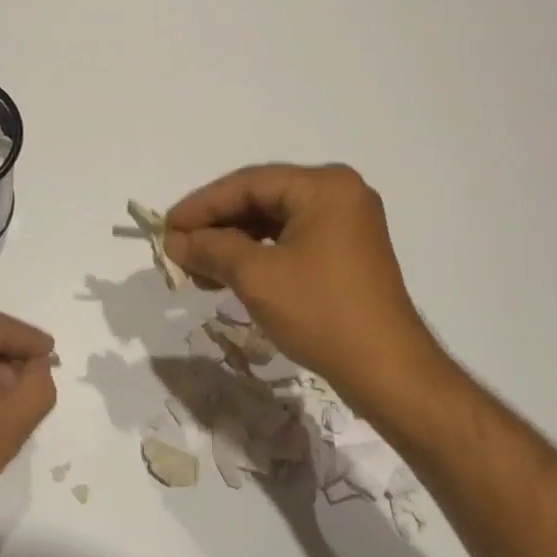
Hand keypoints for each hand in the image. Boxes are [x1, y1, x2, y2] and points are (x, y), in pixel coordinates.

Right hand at [164, 164, 455, 420]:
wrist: (389, 373)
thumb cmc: (322, 313)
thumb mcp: (257, 277)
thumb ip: (211, 249)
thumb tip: (174, 241)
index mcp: (323, 186)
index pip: (248, 184)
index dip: (202, 205)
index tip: (167, 227)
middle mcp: (338, 193)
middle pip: (261, 199)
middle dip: (216, 225)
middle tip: (177, 247)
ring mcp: (345, 222)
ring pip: (273, 221)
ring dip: (233, 243)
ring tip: (196, 266)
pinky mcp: (345, 250)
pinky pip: (290, 240)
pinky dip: (258, 255)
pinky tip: (228, 274)